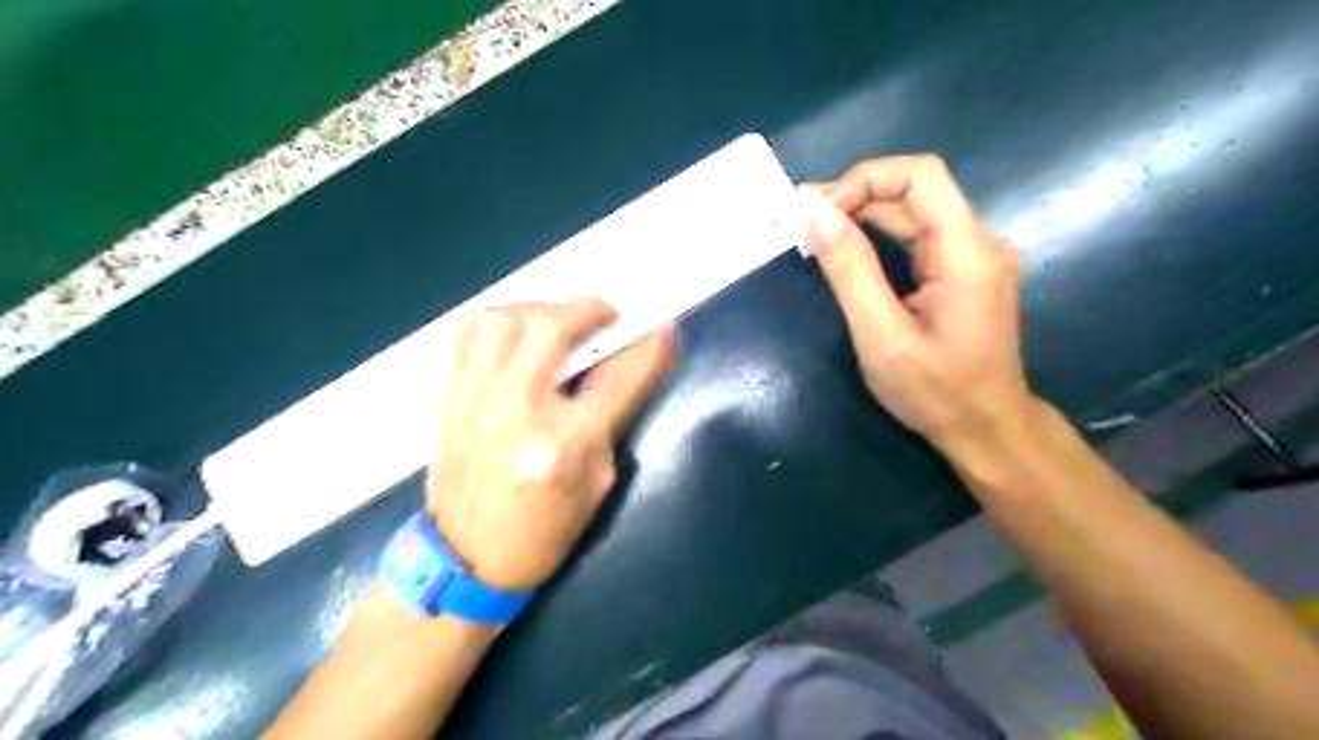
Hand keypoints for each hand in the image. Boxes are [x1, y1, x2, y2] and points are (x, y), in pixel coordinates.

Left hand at [425, 298, 674, 593]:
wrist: (466, 560)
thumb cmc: (543, 532)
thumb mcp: (596, 483)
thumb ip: (608, 423)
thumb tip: (618, 374)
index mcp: (564, 443)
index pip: (618, 379)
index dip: (649, 350)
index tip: (666, 329)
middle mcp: (517, 410)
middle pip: (551, 328)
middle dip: (588, 308)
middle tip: (606, 313)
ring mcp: (476, 399)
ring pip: (503, 320)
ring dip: (539, 307)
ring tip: (557, 318)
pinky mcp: (449, 398)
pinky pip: (462, 335)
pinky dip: (492, 319)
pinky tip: (512, 330)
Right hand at [804, 156, 1041, 450]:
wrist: (987, 430)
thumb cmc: (936, 393)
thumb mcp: (882, 338)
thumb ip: (851, 273)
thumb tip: (817, 216)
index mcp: (967, 253)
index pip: (921, 177)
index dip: (865, 179)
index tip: (819, 213)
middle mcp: (978, 242)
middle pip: (916, 191)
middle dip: (856, 196)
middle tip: (802, 220)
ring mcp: (973, 257)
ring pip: (914, 212)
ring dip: (862, 214)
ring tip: (813, 230)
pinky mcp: (962, 272)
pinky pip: (917, 237)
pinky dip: (877, 235)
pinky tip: (846, 247)